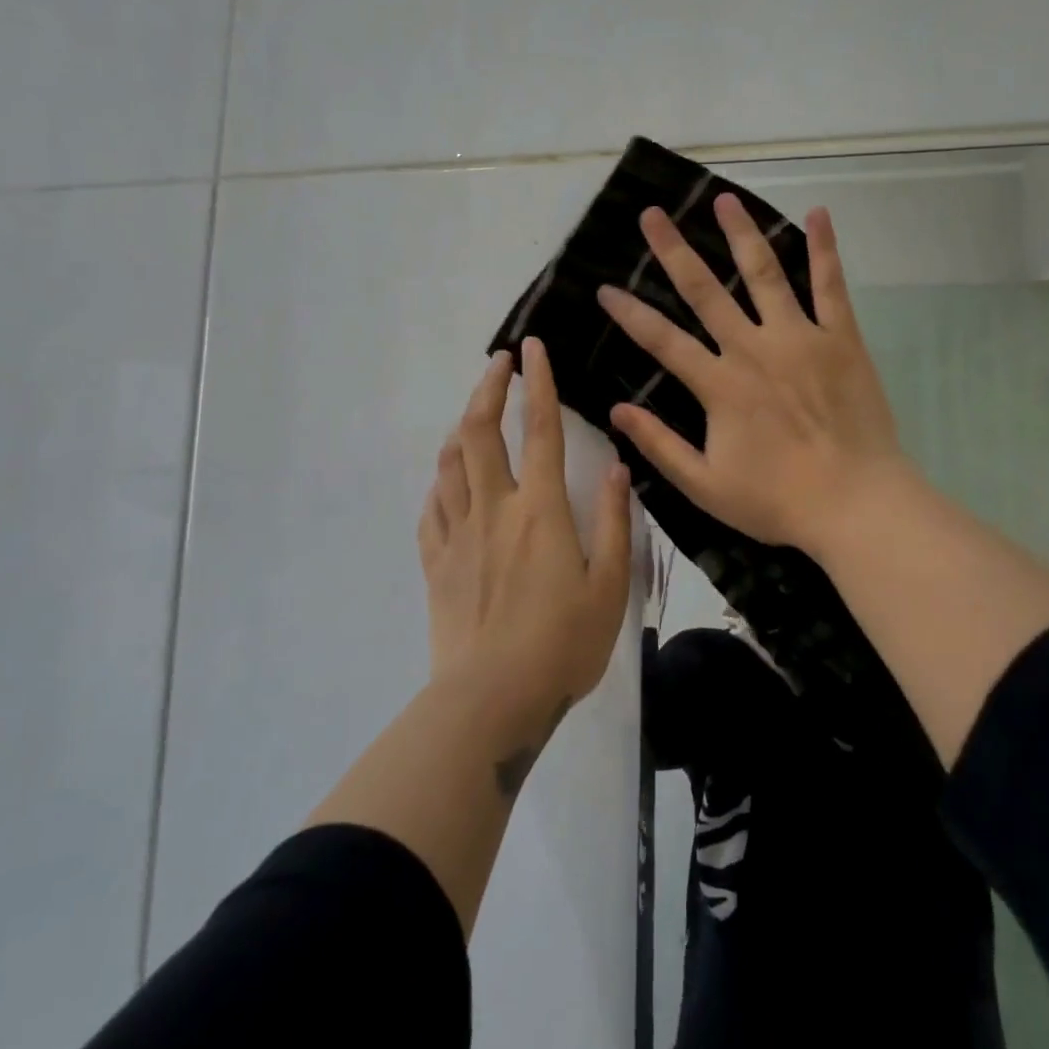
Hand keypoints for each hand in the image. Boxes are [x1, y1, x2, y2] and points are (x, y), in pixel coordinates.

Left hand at [418, 339, 633, 728]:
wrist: (491, 699)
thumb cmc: (562, 644)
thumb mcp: (608, 586)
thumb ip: (613, 522)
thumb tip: (616, 469)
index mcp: (541, 511)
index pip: (540, 431)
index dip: (538, 385)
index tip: (532, 348)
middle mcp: (494, 509)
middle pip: (480, 433)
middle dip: (487, 389)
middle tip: (498, 363)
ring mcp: (457, 535)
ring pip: (450, 464)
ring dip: (460, 428)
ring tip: (473, 414)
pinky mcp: (435, 563)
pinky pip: (432, 508)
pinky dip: (441, 482)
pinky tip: (448, 480)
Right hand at [597, 194, 912, 559]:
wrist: (856, 504)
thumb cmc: (778, 500)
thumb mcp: (704, 485)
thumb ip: (660, 445)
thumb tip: (616, 410)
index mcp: (719, 385)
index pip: (662, 340)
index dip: (630, 314)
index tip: (604, 288)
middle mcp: (753, 349)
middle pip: (705, 291)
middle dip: (674, 251)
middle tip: (652, 215)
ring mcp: (800, 339)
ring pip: (764, 274)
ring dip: (741, 234)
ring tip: (723, 200)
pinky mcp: (841, 339)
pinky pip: (831, 286)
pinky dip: (824, 249)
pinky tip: (817, 213)